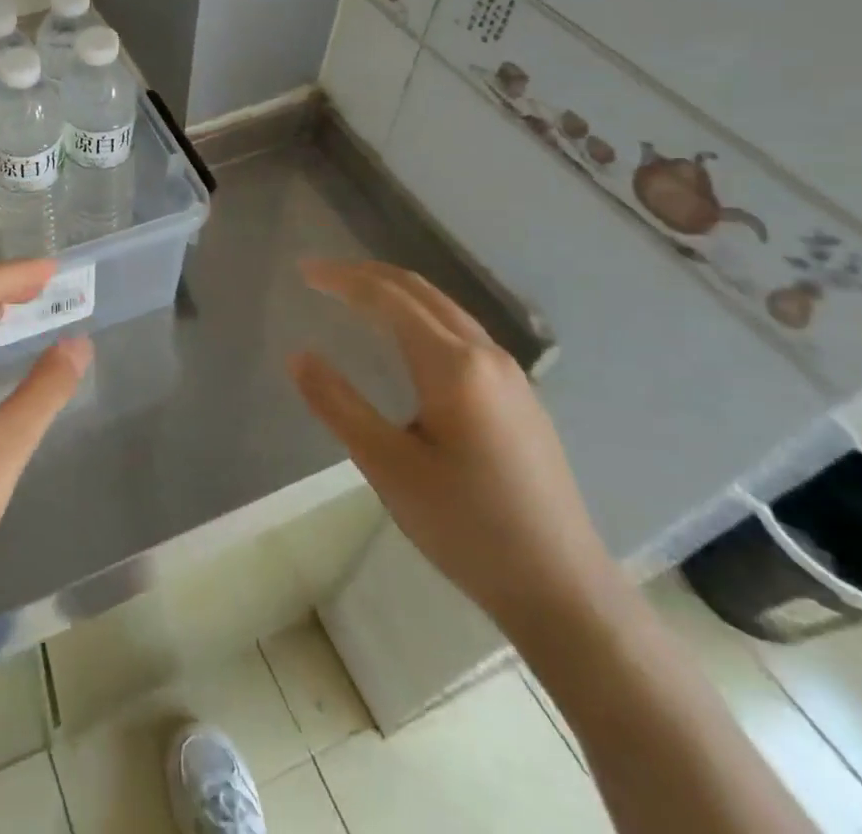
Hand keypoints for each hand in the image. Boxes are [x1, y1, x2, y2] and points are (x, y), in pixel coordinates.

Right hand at [289, 260, 619, 634]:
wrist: (563, 590)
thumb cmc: (467, 527)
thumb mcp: (388, 467)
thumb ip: (338, 404)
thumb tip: (297, 355)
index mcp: (453, 365)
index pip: (388, 298)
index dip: (342, 279)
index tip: (303, 270)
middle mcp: (486, 354)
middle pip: (420, 291)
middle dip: (368, 274)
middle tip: (322, 275)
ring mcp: (510, 375)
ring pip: (444, 309)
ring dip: (396, 291)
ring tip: (355, 295)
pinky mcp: (519, 397)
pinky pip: (461, 331)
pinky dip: (420, 314)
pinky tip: (406, 338)